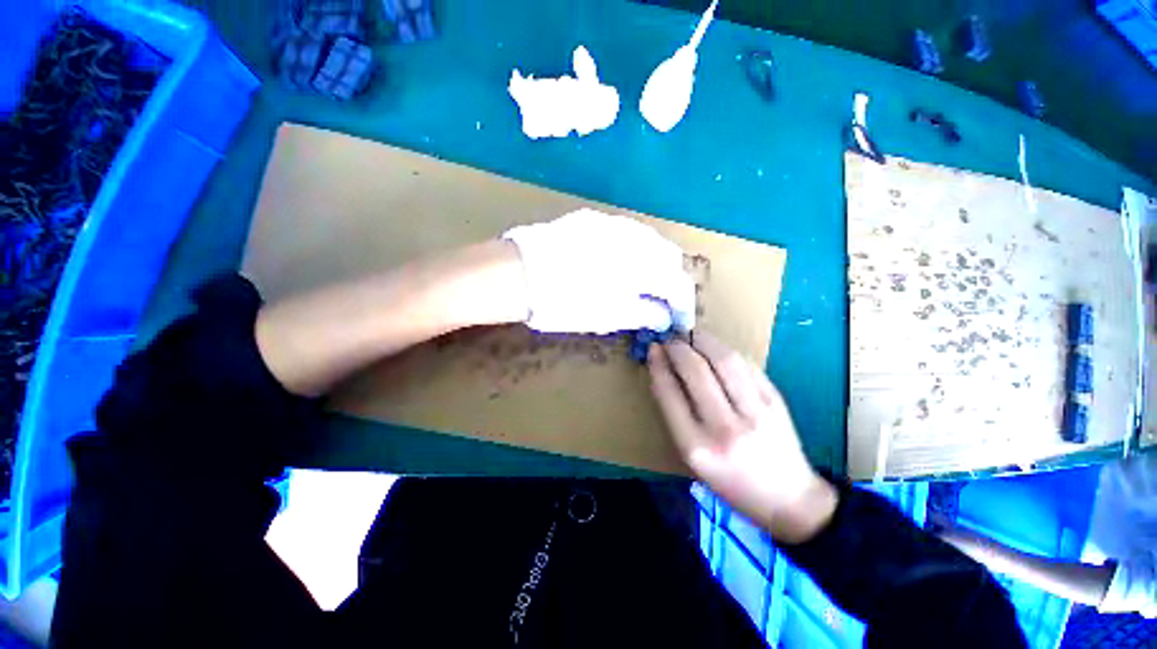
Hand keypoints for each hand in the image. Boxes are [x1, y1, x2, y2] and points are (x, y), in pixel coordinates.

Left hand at [502, 209, 695, 333]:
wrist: (515, 273)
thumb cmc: (563, 303)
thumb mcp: (607, 316)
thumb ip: (643, 314)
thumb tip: (664, 317)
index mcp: (642, 265)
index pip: (678, 284)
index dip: (683, 306)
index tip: (678, 322)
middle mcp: (635, 237)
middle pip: (670, 257)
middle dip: (671, 281)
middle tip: (659, 303)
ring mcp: (613, 222)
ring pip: (649, 241)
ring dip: (653, 264)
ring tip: (641, 285)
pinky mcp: (592, 219)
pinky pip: (626, 233)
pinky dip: (632, 251)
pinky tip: (619, 264)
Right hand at [648, 333, 837, 543]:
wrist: (787, 497)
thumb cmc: (729, 480)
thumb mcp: (692, 455)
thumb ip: (675, 412)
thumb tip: (664, 369)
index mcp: (697, 448)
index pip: (670, 394)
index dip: (659, 365)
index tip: (654, 349)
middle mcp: (726, 428)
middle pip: (696, 371)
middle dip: (678, 348)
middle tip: (671, 339)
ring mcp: (756, 412)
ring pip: (724, 359)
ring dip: (703, 340)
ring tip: (691, 334)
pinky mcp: (776, 400)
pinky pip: (745, 363)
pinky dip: (725, 349)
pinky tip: (715, 348)